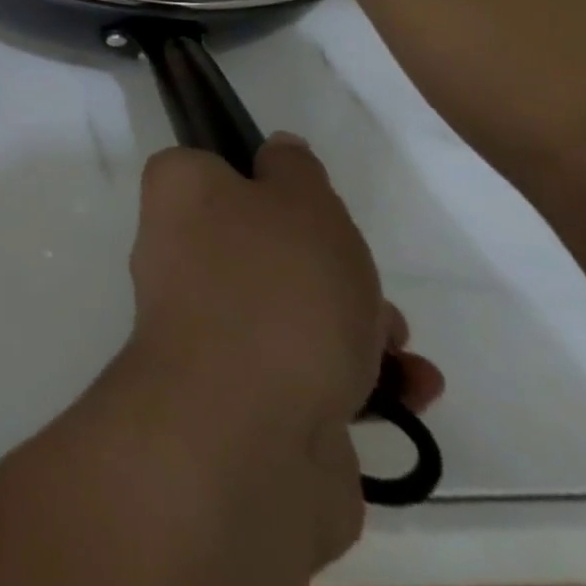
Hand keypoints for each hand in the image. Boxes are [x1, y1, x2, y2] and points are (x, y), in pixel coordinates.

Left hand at [126, 137, 443, 572]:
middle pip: (268, 242)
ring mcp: (209, 325)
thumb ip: (296, 170)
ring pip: (294, 306)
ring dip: (358, 323)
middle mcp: (180, 251)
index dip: (271, 182)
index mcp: (178, 194)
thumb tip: (278, 153)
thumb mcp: (300, 200)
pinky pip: (306, 367)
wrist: (245, 432)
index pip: (219, 168)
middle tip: (362, 281)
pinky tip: (407, 391)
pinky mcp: (244, 392)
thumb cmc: (273, 287)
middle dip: (333, 264)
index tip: (310, 204)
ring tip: (393, 345)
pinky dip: (359, 376)